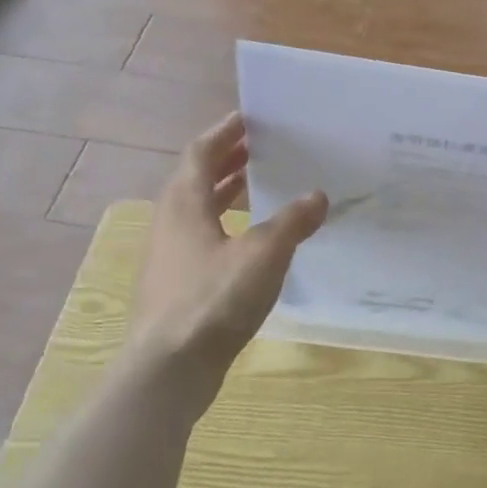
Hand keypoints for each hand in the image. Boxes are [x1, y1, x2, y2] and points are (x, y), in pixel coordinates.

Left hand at [125, 113, 326, 409]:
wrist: (168, 369)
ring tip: (260, 186)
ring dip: (227, 192)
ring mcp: (169, 255)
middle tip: (261, 148)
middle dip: (228, 160)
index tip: (250, 118)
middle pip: (197, 178)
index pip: (201, 151)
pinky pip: (202, 236)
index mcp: (185, 203)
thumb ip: (293, 222)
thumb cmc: (214, 299)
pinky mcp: (176, 283)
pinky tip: (252, 240)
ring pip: (198, 209)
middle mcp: (171, 221)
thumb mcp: (264, 254)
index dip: (225, 132)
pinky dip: (226, 224)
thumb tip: (318, 196)